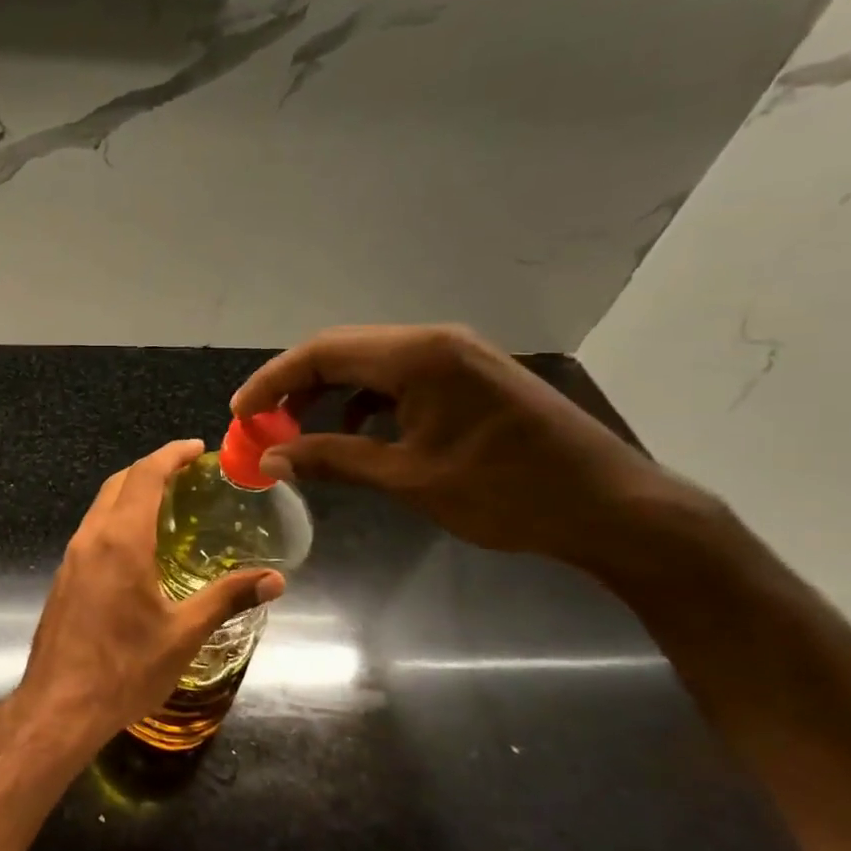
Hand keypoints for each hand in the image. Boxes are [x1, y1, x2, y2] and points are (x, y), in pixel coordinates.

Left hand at [16, 439, 283, 748]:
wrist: (59, 705)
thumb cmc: (125, 668)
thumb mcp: (184, 634)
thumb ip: (228, 598)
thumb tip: (276, 579)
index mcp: (121, 540)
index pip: (145, 476)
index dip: (171, 454)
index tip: (196, 447)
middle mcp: (91, 537)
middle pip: (119, 483)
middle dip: (152, 468)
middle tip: (187, 472)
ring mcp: (72, 557)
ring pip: (101, 506)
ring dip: (132, 492)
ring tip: (168, 502)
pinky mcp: (64, 576)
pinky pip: (93, 530)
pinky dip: (117, 517)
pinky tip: (138, 544)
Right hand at [231, 324, 703, 571]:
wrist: (612, 508)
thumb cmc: (507, 493)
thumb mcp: (409, 479)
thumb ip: (333, 460)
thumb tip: (269, 460)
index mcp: (419, 356)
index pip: (322, 353)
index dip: (272, 382)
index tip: (239, 414)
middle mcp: (435, 342)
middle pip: (341, 351)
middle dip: (293, 386)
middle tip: (260, 424)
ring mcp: (456, 356)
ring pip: (368, 363)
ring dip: (326, 393)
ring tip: (295, 431)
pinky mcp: (469, 377)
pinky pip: (398, 377)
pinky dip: (363, 400)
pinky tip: (353, 431)